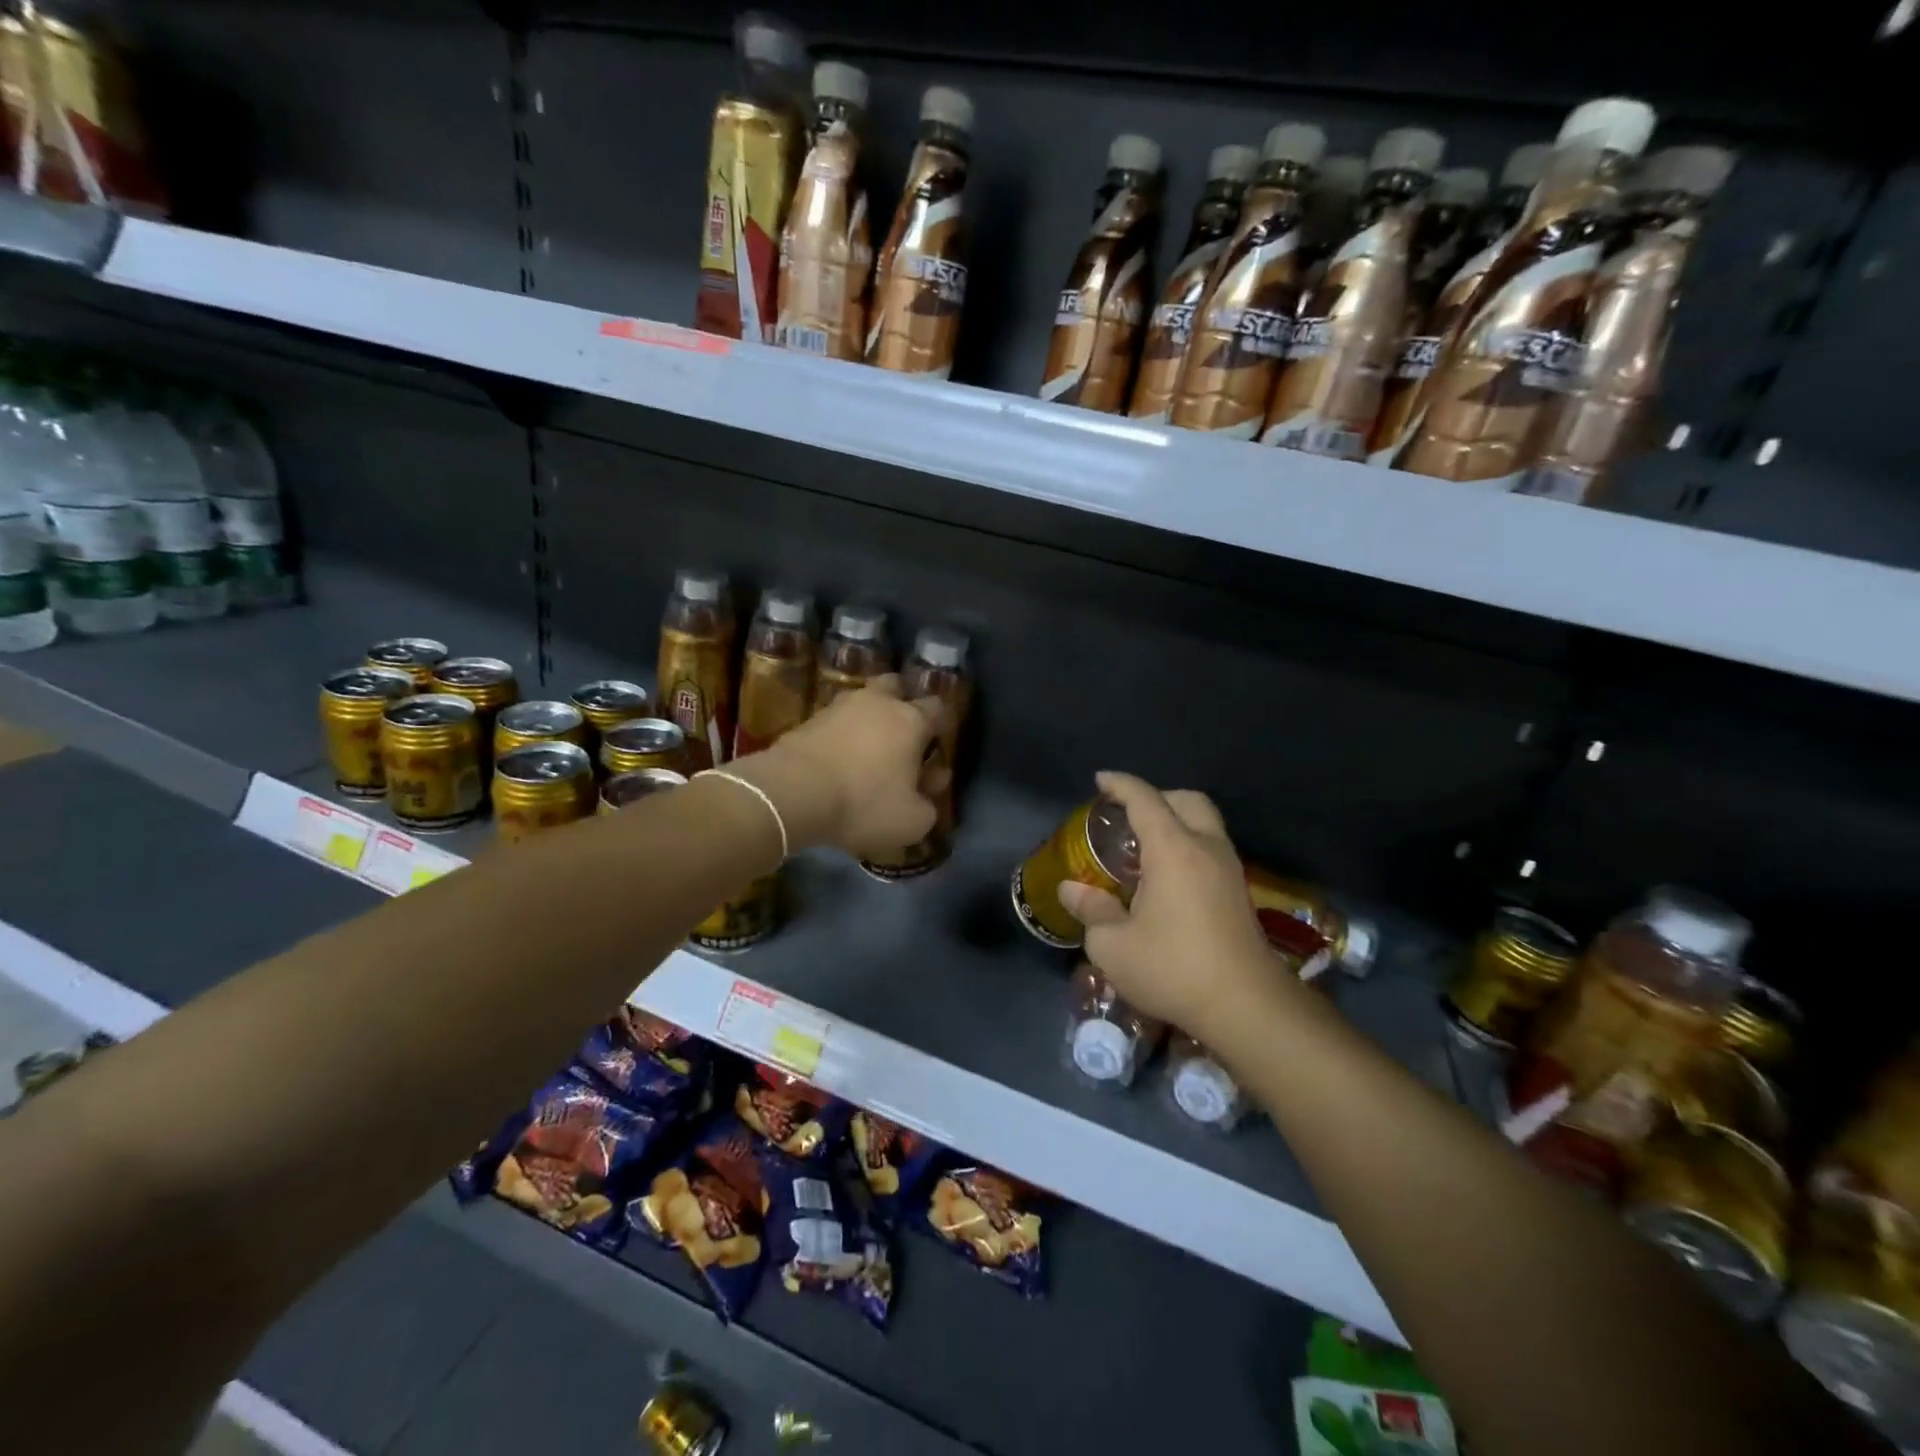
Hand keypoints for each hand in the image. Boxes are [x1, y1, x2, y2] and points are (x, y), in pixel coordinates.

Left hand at [738, 676, 943, 857]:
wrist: (793, 793)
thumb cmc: (864, 803)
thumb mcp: (912, 821)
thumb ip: (928, 806)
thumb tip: (926, 795)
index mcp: (911, 720)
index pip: (938, 708)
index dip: (942, 724)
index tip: (938, 745)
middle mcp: (878, 703)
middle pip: (896, 687)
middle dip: (902, 704)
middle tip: (901, 735)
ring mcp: (839, 707)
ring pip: (862, 700)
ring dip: (868, 718)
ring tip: (867, 748)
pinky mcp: (809, 719)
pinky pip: (835, 720)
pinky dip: (841, 733)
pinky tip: (839, 757)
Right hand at [1058, 771, 1286, 1045]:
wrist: (1246, 1006)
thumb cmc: (1173, 968)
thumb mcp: (1114, 946)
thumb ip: (1091, 910)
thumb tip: (1071, 888)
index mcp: (1173, 849)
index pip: (1145, 800)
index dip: (1120, 784)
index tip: (1101, 780)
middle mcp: (1206, 848)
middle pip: (1187, 800)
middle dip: (1156, 797)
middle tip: (1127, 815)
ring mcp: (1228, 870)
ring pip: (1204, 823)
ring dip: (1175, 822)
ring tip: (1143, 846)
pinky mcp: (1238, 893)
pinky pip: (1211, 848)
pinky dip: (1187, 845)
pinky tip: (1166, 877)